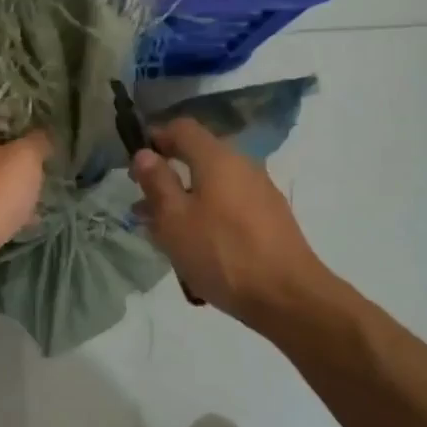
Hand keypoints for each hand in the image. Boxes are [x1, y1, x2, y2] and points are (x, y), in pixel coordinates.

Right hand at [130, 119, 340, 329]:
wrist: (289, 298)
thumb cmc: (222, 252)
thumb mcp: (174, 219)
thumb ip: (157, 182)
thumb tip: (144, 154)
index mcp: (217, 157)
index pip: (182, 128)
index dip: (156, 138)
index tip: (136, 164)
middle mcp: (243, 165)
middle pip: (199, 155)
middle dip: (168, 175)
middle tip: (145, 203)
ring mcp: (261, 191)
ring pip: (214, 183)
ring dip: (186, 198)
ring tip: (164, 231)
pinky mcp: (272, 218)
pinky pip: (230, 203)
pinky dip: (209, 213)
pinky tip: (198, 244)